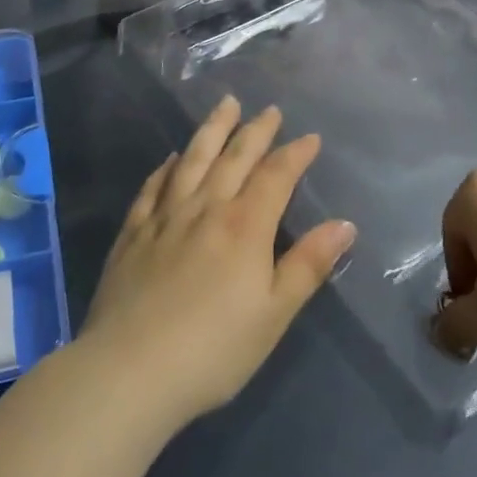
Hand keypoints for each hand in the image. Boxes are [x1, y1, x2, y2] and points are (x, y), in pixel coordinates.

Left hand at [80, 98, 355, 425]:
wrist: (131, 371)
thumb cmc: (215, 350)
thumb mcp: (274, 314)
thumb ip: (308, 265)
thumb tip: (345, 224)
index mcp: (245, 226)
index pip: (275, 176)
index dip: (295, 154)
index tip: (310, 138)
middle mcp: (206, 208)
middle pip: (234, 158)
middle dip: (255, 131)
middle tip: (268, 109)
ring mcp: (165, 217)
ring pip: (193, 160)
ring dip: (212, 131)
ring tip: (225, 106)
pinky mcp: (134, 233)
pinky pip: (153, 188)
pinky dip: (166, 167)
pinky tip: (172, 158)